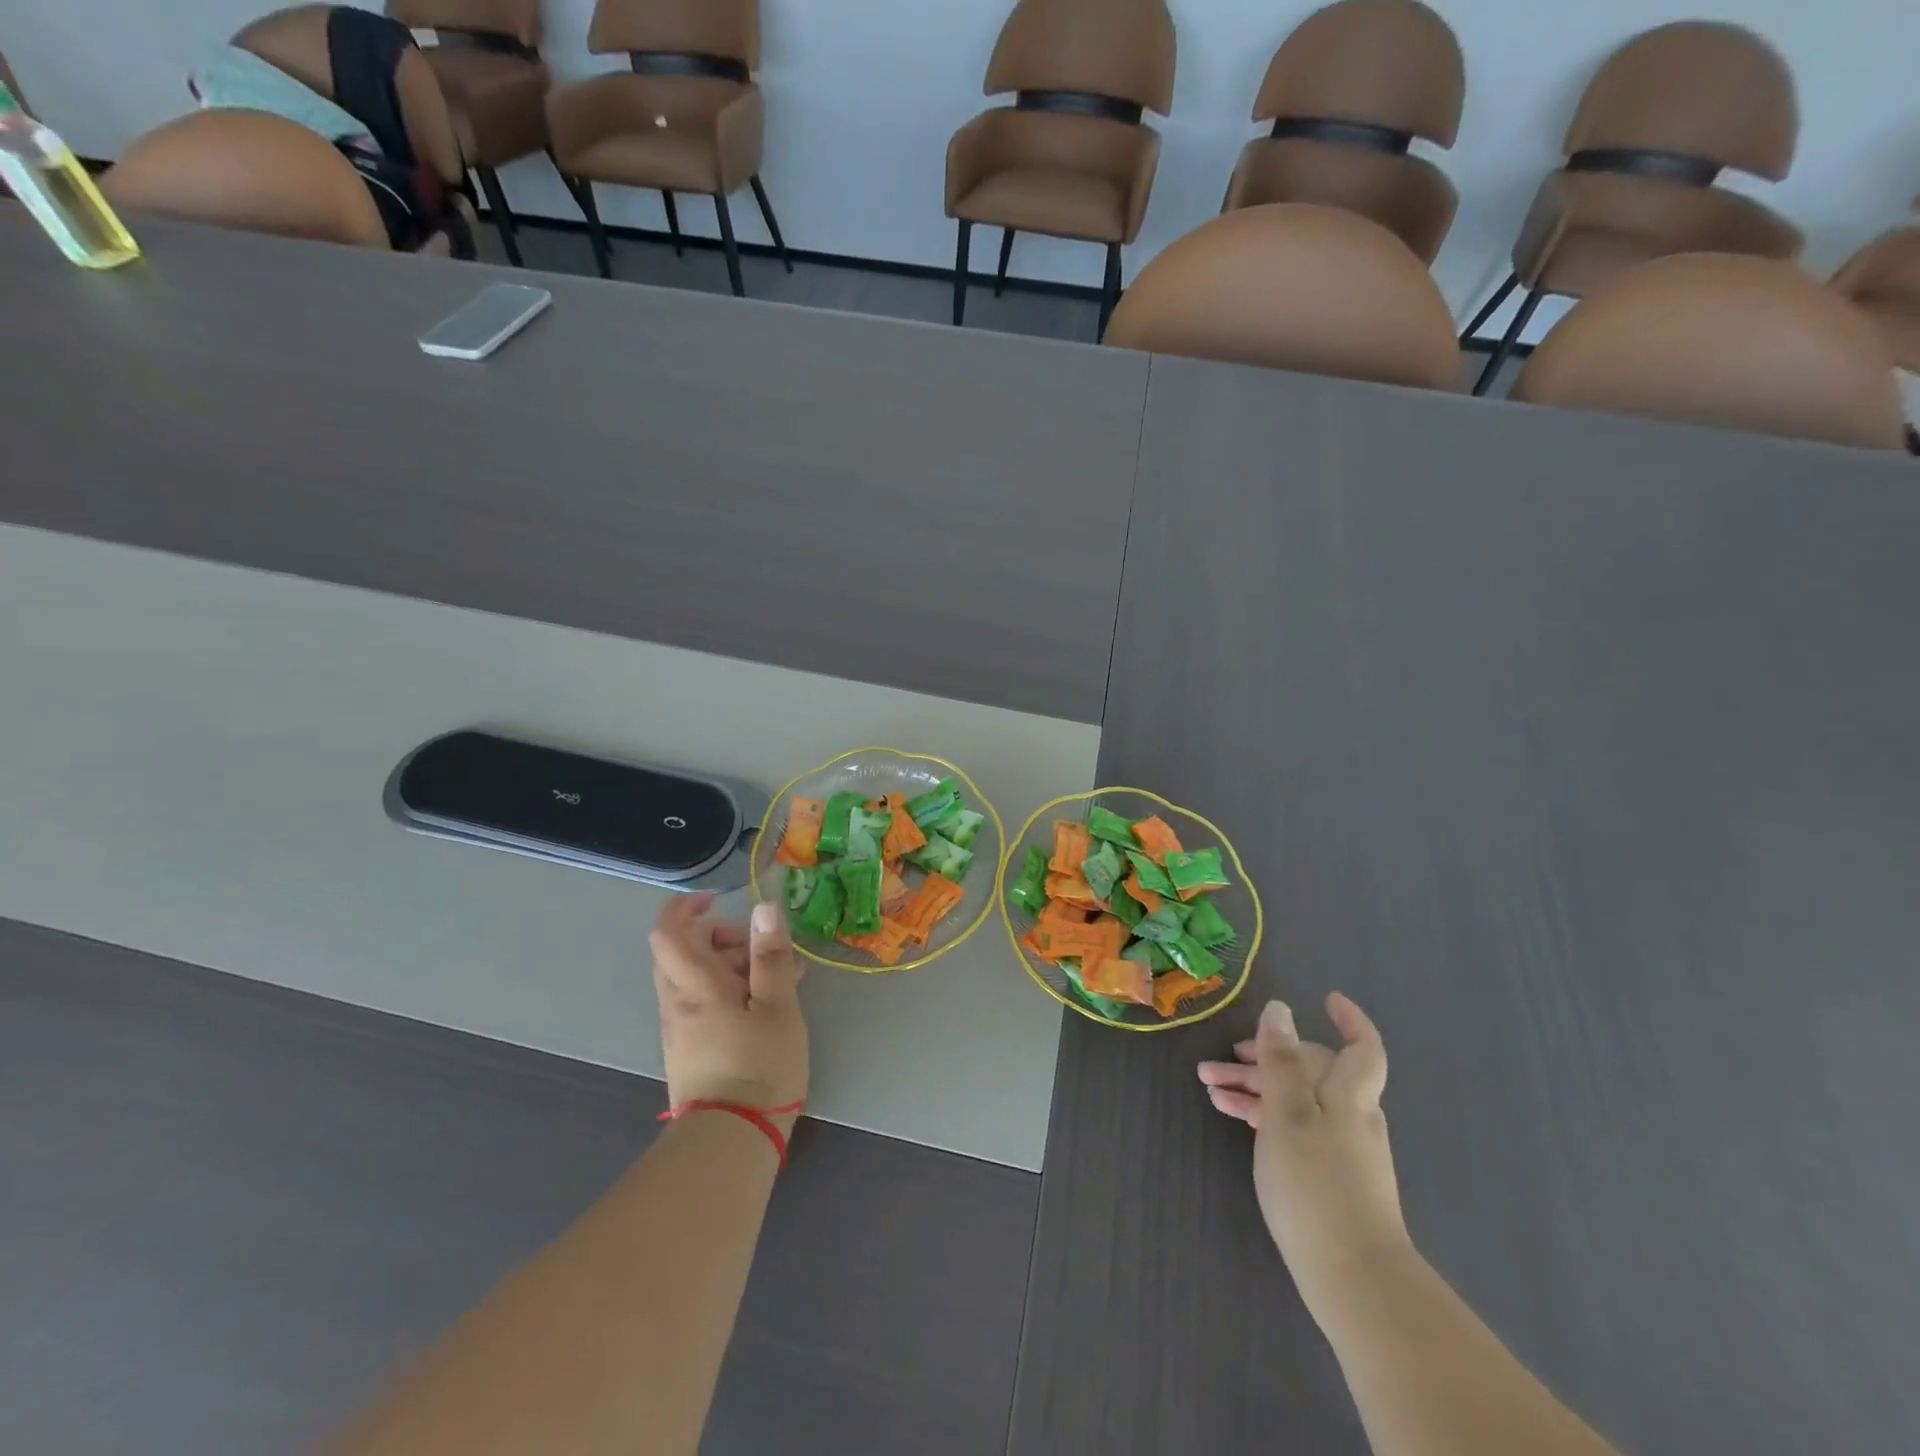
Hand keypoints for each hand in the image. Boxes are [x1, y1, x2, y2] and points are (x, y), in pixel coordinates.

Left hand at [651, 895, 808, 1132]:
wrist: (731, 1141)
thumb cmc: (759, 1066)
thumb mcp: (778, 1006)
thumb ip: (771, 955)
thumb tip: (764, 907)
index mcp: (695, 986)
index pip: (668, 932)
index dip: (685, 908)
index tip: (716, 902)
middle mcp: (677, 1002)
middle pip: (681, 952)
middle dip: (718, 938)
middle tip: (759, 949)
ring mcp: (679, 1029)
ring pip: (693, 978)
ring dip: (729, 966)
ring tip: (778, 980)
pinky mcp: (688, 1050)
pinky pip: (700, 1003)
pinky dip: (727, 991)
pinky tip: (765, 1007)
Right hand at [1198, 994, 1410, 1309]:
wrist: (1354, 1279)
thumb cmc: (1316, 1184)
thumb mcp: (1287, 1112)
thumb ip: (1280, 1060)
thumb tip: (1280, 1010)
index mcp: (1349, 1095)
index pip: (1363, 1047)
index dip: (1350, 1020)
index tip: (1327, 1000)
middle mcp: (1351, 1116)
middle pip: (1311, 1071)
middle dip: (1266, 1057)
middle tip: (1223, 1058)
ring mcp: (1342, 1149)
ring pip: (1296, 1100)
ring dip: (1255, 1087)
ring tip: (1211, 1087)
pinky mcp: (1329, 1177)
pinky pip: (1294, 1127)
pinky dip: (1265, 1114)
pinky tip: (1234, 1117)